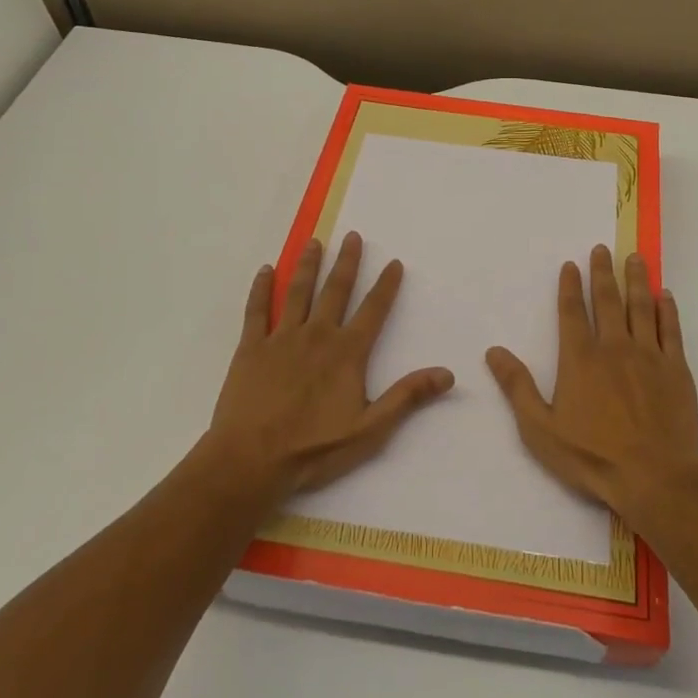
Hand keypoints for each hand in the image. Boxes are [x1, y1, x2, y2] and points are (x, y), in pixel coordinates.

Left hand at [204, 232, 454, 500]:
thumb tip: (447, 374)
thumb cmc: (312, 448)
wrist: (249, 461)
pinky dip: (260, 289)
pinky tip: (264, 270)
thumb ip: (407, 397)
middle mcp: (317, 335)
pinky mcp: (251, 347)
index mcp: (347, 352)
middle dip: (347, 262)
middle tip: (352, 236)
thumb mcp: (369, 430)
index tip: (394, 262)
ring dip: (307, 265)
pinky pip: (256, 311)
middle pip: (335, 290)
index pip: (373, 310)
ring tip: (314, 242)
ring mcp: (281, 338)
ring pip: (297, 292)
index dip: (386, 285)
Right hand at [486, 245, 697, 523]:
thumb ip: (518, 387)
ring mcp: (649, 355)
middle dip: (603, 272)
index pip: (573, 311)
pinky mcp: (676, 369)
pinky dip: (668, 310)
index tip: (571, 264)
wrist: (655, 477)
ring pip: (642, 307)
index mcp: (581, 358)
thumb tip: (494, 351)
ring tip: (635, 258)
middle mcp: (614, 347)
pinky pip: (671, 330)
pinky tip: (665, 295)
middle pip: (608, 300)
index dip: (571, 286)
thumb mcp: (540, 429)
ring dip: (637, 280)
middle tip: (602, 249)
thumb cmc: (592, 456)